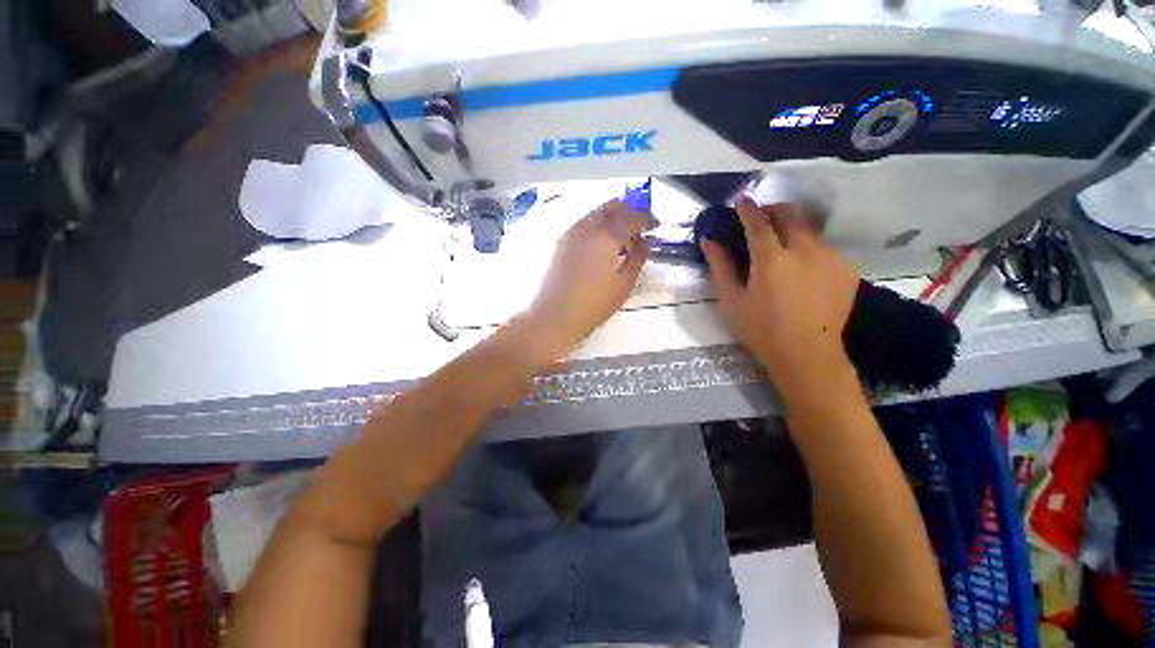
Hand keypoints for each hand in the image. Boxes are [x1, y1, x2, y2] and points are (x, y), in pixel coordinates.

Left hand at [518, 199, 653, 359]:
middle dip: (630, 212)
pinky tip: (603, 247)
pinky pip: (585, 224)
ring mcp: (572, 232)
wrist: (555, 316)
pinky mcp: (562, 242)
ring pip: (597, 213)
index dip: (647, 219)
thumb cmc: (594, 304)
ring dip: (613, 219)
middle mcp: (587, 227)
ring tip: (622, 242)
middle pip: (612, 206)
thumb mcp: (624, 284)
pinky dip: (599, 227)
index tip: (657, 227)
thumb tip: (646, 241)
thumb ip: (638, 258)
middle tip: (640, 230)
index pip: (632, 216)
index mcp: (606, 236)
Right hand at [701, 198, 859, 402]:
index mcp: (771, 260)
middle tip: (761, 218)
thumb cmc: (761, 329)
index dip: (748, 209)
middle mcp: (804, 251)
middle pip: (790, 214)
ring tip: (780, 243)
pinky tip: (801, 266)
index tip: (742, 201)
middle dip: (773, 209)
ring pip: (809, 228)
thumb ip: (720, 267)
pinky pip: (824, 246)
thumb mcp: (731, 301)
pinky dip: (808, 246)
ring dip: (791, 227)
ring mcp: (830, 257)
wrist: (807, 354)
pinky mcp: (846, 268)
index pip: (758, 222)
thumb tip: (709, 241)